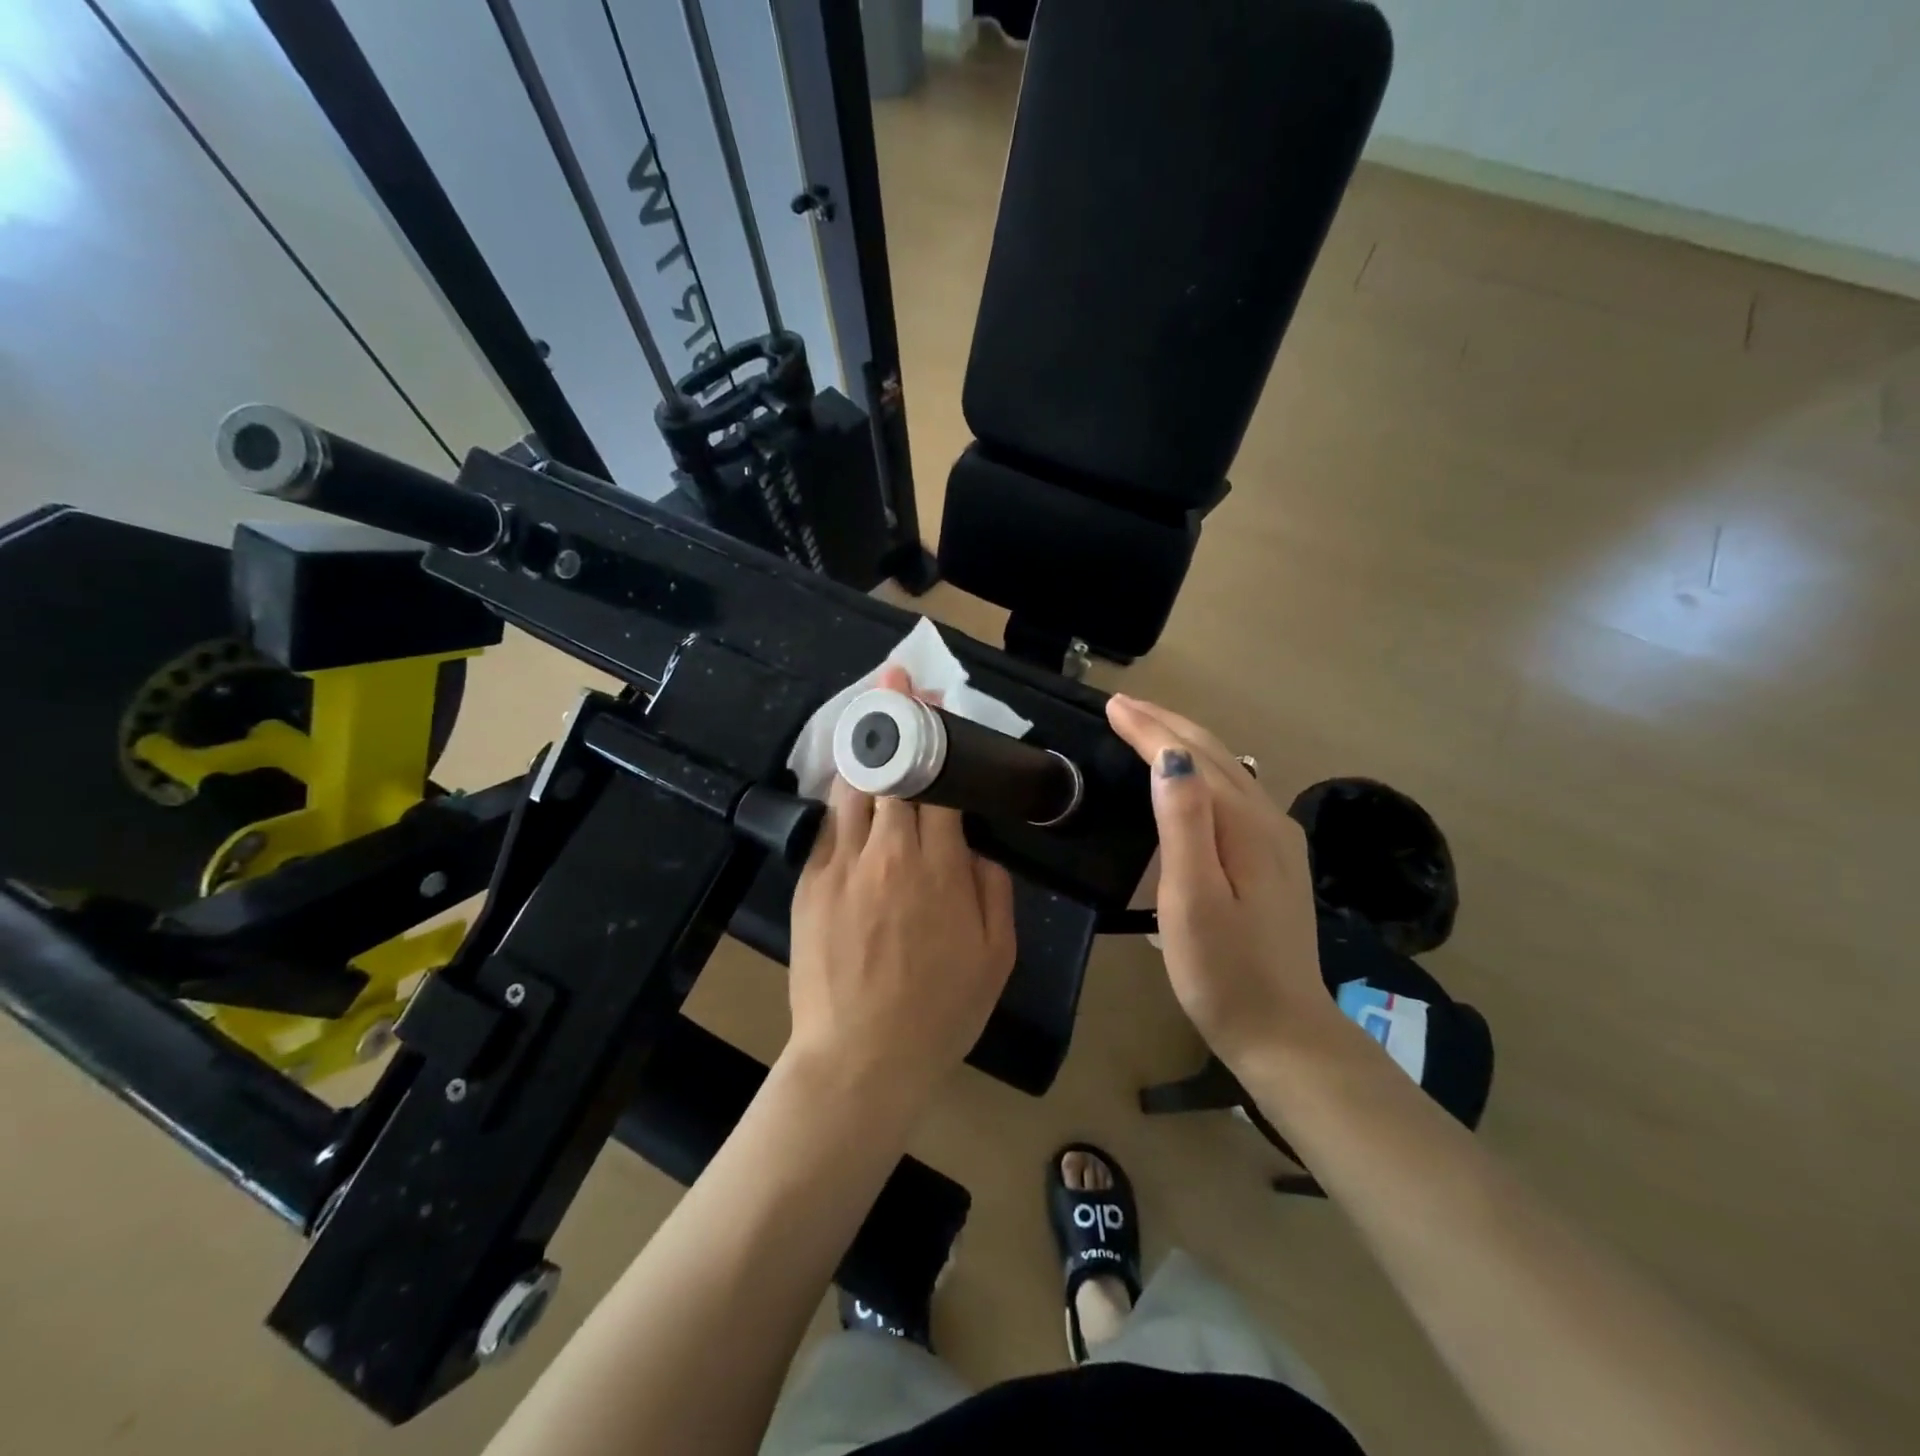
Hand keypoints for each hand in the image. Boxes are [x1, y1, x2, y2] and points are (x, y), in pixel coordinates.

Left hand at [786, 668, 1017, 1105]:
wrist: (861, 1057)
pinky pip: (827, 822)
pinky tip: (850, 776)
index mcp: (939, 866)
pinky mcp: (810, 881)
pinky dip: (842, 790)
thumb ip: (994, 887)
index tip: (935, 702)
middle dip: (896, 717)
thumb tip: (979, 845)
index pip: (938, 782)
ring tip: (870, 710)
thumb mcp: (997, 954)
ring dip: (864, 744)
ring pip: (853, 786)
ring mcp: (841, 863)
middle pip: (891, 769)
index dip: (937, 737)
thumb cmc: (940, 1010)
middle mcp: (888, 851)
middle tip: (898, 678)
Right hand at [1106, 694, 1332, 1073]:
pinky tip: (1191, 776)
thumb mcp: (1193, 899)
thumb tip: (1171, 758)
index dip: (1148, 729)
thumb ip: (1184, 823)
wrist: (1284, 1032)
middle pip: (1215, 754)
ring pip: (1228, 770)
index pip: (1189, 757)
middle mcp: (1267, 820)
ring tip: (1149, 728)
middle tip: (1124, 705)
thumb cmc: (1223, 971)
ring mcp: (1277, 840)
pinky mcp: (1276, 860)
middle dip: (1166, 724)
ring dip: (1185, 742)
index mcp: (1243, 825)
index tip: (1112, 705)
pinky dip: (1204, 769)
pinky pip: (1235, 793)